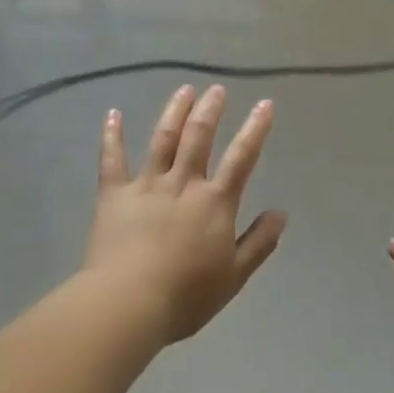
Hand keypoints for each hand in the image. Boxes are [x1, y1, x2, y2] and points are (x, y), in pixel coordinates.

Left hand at [83, 85, 285, 343]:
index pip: (242, 158)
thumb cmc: (187, 295)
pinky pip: (112, 160)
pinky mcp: (114, 195)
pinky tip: (113, 114)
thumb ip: (259, 242)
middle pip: (199, 137)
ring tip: (184, 90)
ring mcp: (146, 185)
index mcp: (215, 202)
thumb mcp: (234, 275)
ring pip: (162, 140)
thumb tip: (281, 213)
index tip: (264, 104)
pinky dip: (112, 135)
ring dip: (174, 112)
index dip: (255, 129)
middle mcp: (183, 184)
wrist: (129, 302)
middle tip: (216, 89)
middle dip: (210, 110)